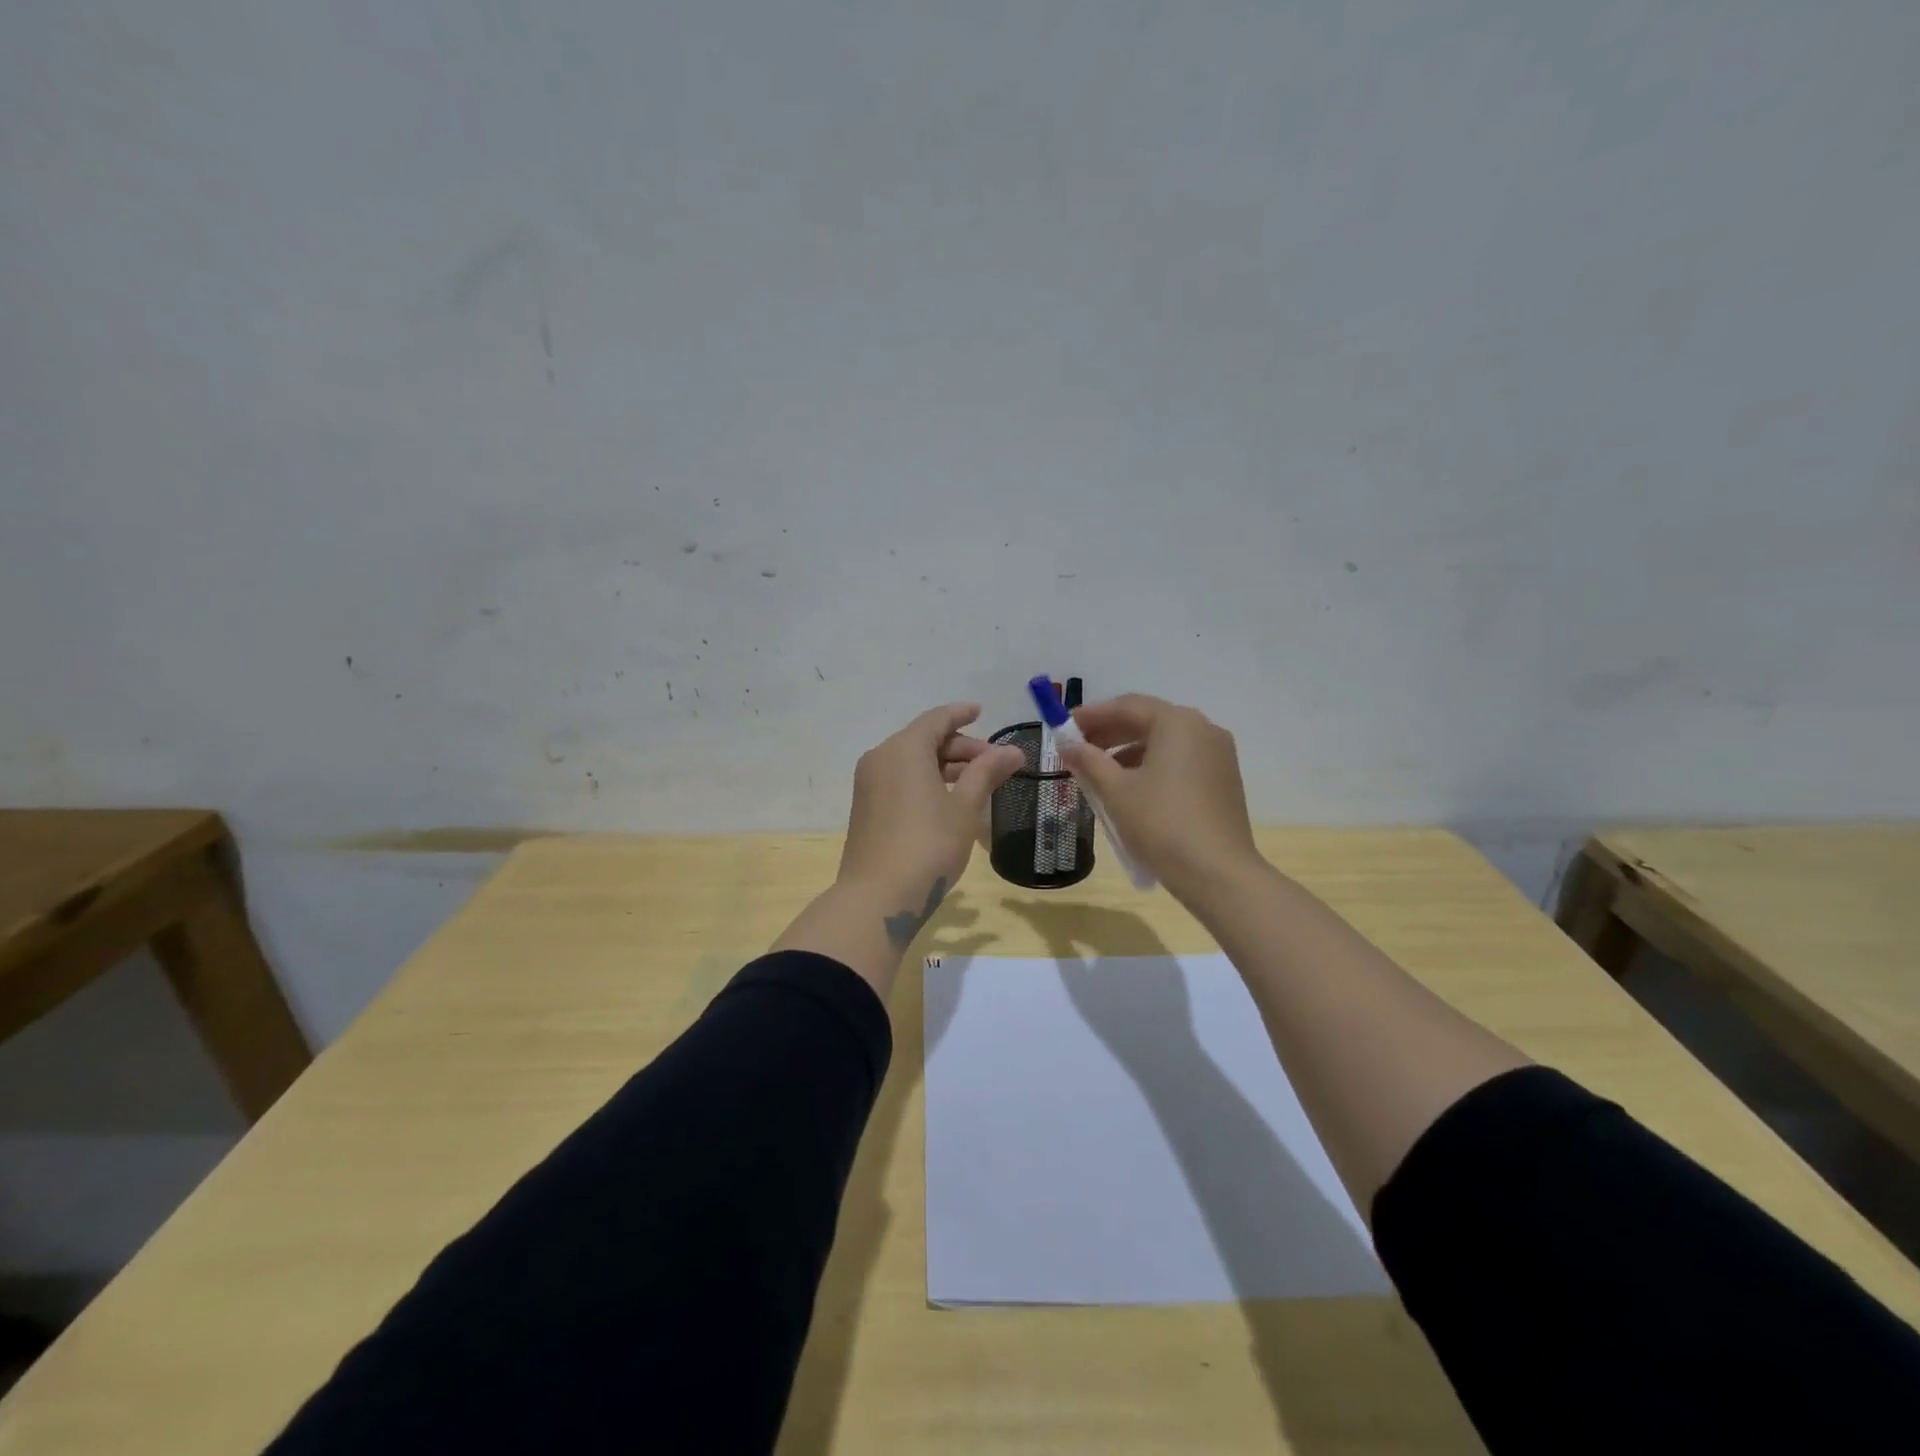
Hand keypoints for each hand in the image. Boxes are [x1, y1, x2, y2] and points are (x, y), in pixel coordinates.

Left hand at [837, 703, 1023, 937]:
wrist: (877, 898)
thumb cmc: (928, 845)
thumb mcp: (964, 808)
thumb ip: (986, 773)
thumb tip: (1013, 751)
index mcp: (903, 749)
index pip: (936, 719)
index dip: (961, 713)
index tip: (981, 711)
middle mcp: (881, 758)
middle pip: (924, 739)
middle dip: (960, 747)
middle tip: (994, 762)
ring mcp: (869, 784)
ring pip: (912, 762)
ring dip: (944, 766)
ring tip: (978, 782)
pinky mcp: (866, 808)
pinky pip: (900, 781)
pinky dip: (926, 781)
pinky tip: (949, 800)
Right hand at [1058, 694, 1261, 902]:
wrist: (1218, 875)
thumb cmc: (1162, 824)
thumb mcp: (1117, 791)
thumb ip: (1089, 761)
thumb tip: (1067, 745)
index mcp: (1177, 723)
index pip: (1127, 706)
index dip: (1092, 714)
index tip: (1064, 726)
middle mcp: (1203, 729)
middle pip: (1148, 721)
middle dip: (1109, 733)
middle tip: (1077, 748)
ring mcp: (1218, 755)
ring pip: (1164, 742)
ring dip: (1128, 751)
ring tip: (1098, 772)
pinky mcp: (1223, 779)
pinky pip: (1180, 760)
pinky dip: (1152, 766)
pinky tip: (1130, 788)